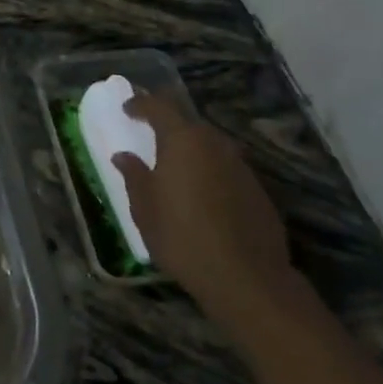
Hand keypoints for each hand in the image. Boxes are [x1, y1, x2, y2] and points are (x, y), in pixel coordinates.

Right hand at [112, 92, 302, 343]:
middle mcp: (215, 144)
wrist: (247, 278)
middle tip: (152, 139)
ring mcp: (241, 166)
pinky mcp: (258, 190)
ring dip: (192, 151)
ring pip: (211, 146)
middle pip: (189, 123)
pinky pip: (227, 169)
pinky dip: (211, 173)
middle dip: (169, 127)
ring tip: (177, 169)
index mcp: (183, 141)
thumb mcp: (145, 209)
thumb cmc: (183, 238)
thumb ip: (134, 176)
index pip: (159, 107)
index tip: (127, 109)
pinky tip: (204, 197)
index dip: (141, 104)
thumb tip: (124, 156)